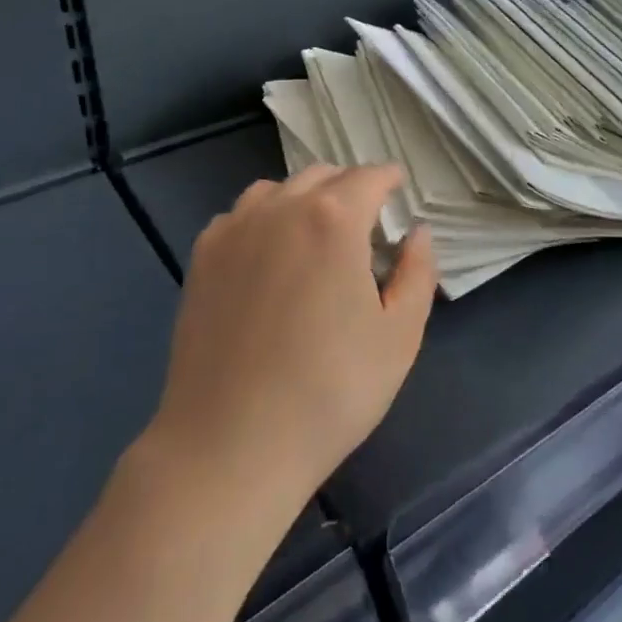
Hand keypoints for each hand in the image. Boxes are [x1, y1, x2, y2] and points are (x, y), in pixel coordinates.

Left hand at [153, 164, 436, 506]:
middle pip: (323, 176)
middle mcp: (281, 208)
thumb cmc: (330, 391)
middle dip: (351, 187)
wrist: (230, 445)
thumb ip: (418, 271)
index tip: (399, 187)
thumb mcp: (400, 335)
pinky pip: (241, 215)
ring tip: (316, 235)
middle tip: (366, 223)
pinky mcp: (203, 256)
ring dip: (305, 199)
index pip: (369, 176)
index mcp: (334, 219)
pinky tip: (269, 257)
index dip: (390, 178)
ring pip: (278, 189)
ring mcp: (235, 229)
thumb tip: (416, 231)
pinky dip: (264, 219)